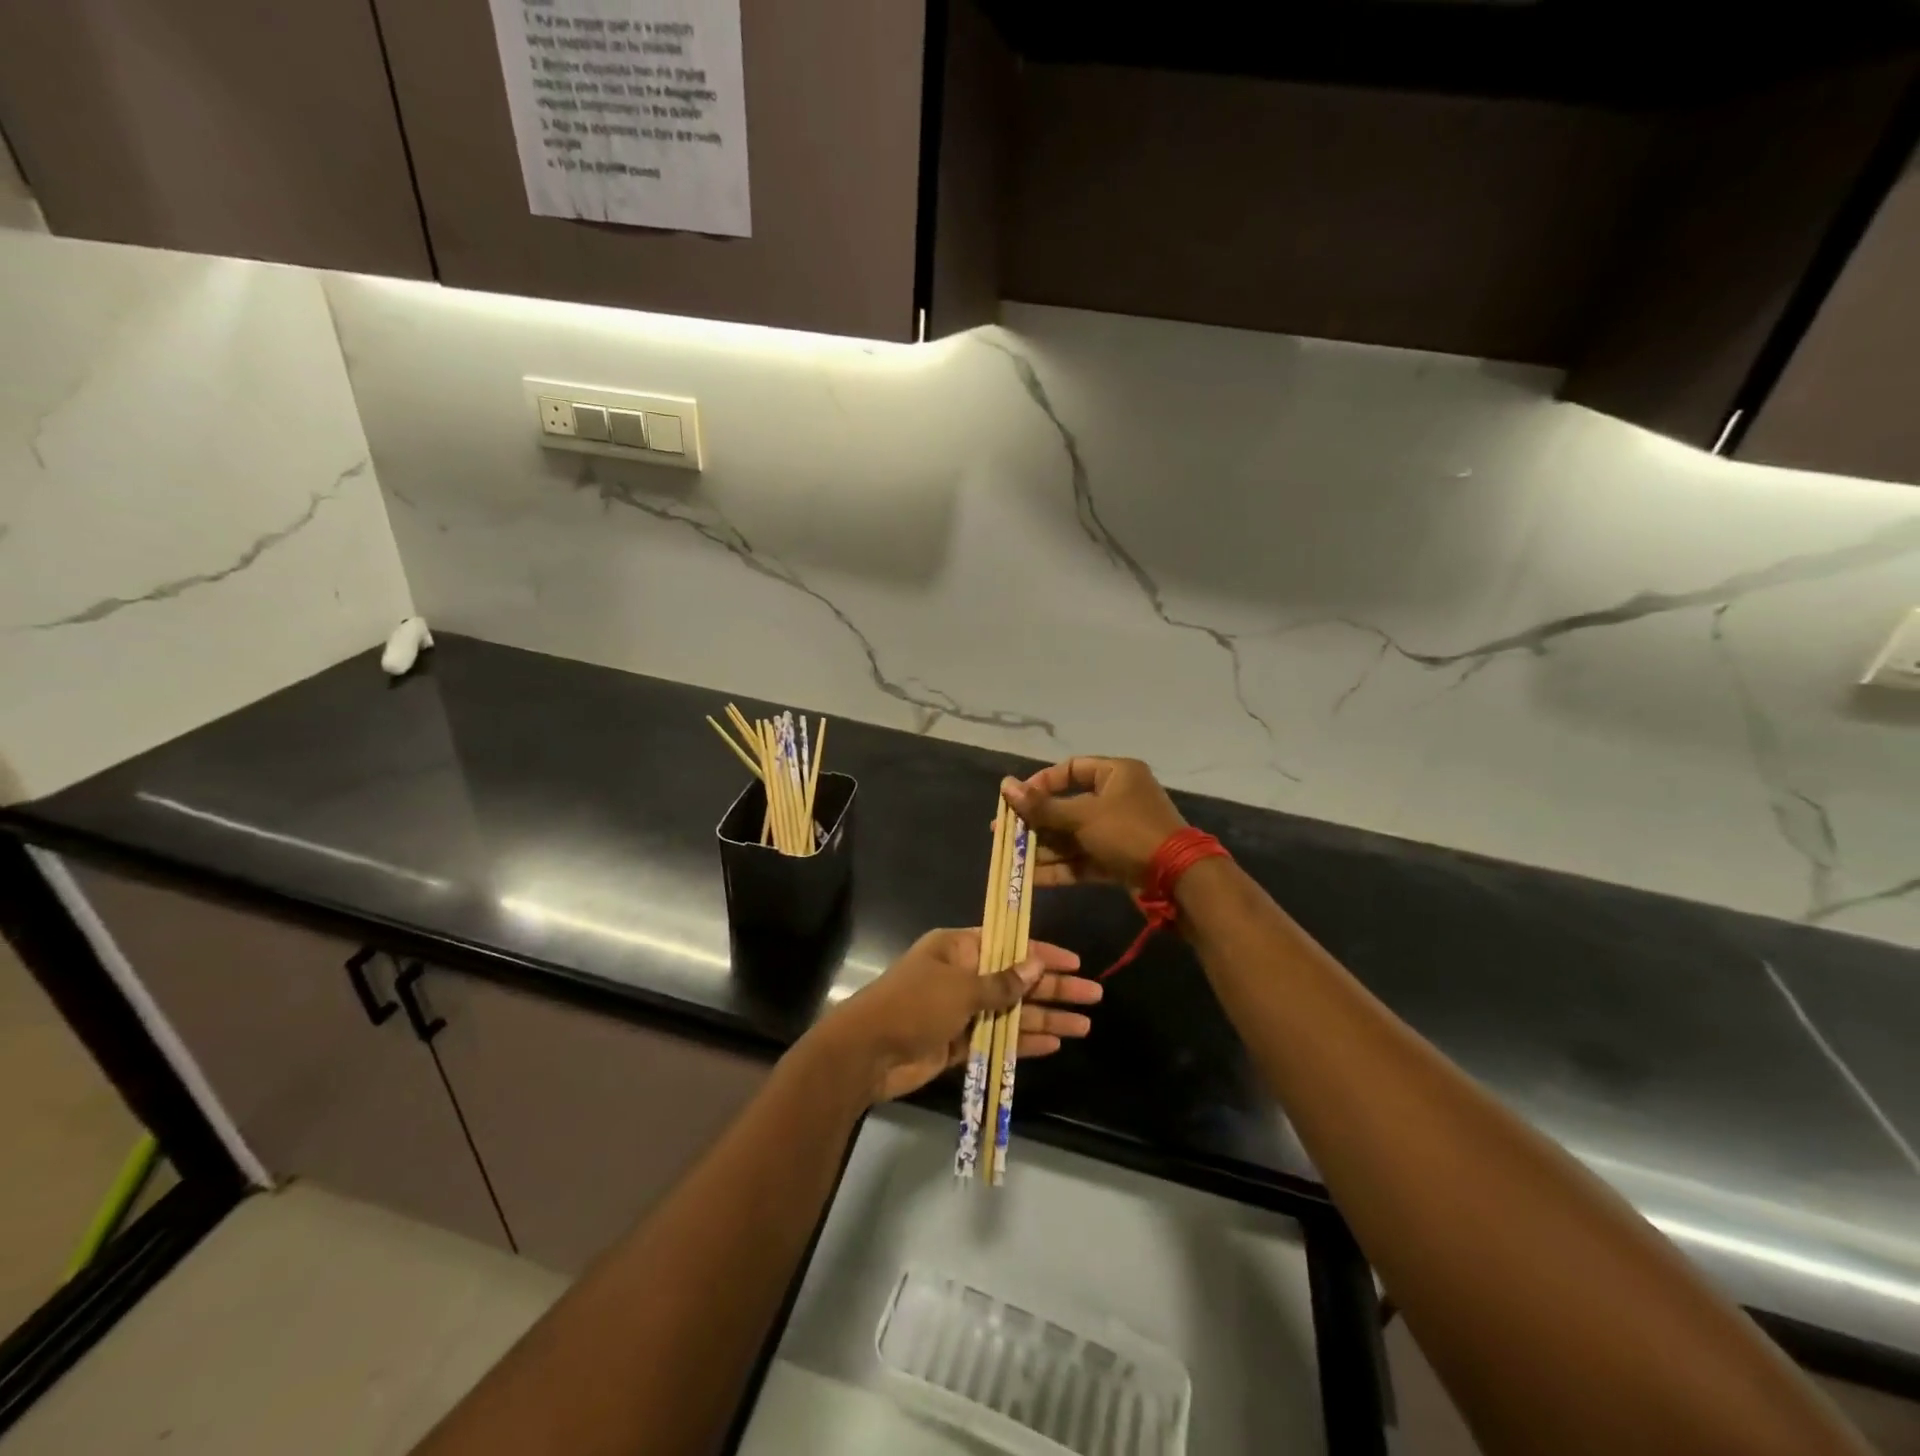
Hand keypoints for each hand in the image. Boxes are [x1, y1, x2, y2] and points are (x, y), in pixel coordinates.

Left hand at [816, 928, 1099, 1103]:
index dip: (1043, 953)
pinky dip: (1023, 1040)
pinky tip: (1054, 1044)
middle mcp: (962, 974)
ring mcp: (961, 1011)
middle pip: (1016, 979)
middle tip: (1093, 996)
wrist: (867, 1053)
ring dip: (1045, 1018)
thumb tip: (1036, 963)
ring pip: (1011, 1011)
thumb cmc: (914, 1005)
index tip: (1076, 962)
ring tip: (1084, 1027)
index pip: (1009, 944)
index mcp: (958, 948)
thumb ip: (1002, 982)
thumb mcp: (961, 988)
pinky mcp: (959, 1043)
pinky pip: (998, 1037)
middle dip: (1053, 988)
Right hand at [1000, 757, 1185, 891]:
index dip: (1041, 783)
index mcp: (1116, 773)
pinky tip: (1031, 878)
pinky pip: (1083, 859)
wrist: (1177, 879)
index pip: (1070, 769)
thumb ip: (1043, 806)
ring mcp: (1118, 831)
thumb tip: (1005, 786)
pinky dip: (1060, 867)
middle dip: (1036, 822)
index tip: (1017, 799)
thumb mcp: (1083, 817)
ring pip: (1073, 836)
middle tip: (1005, 832)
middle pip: (1067, 806)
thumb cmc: (1128, 832)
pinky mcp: (1118, 859)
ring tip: (1011, 857)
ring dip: (1044, 847)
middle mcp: (1117, 798)